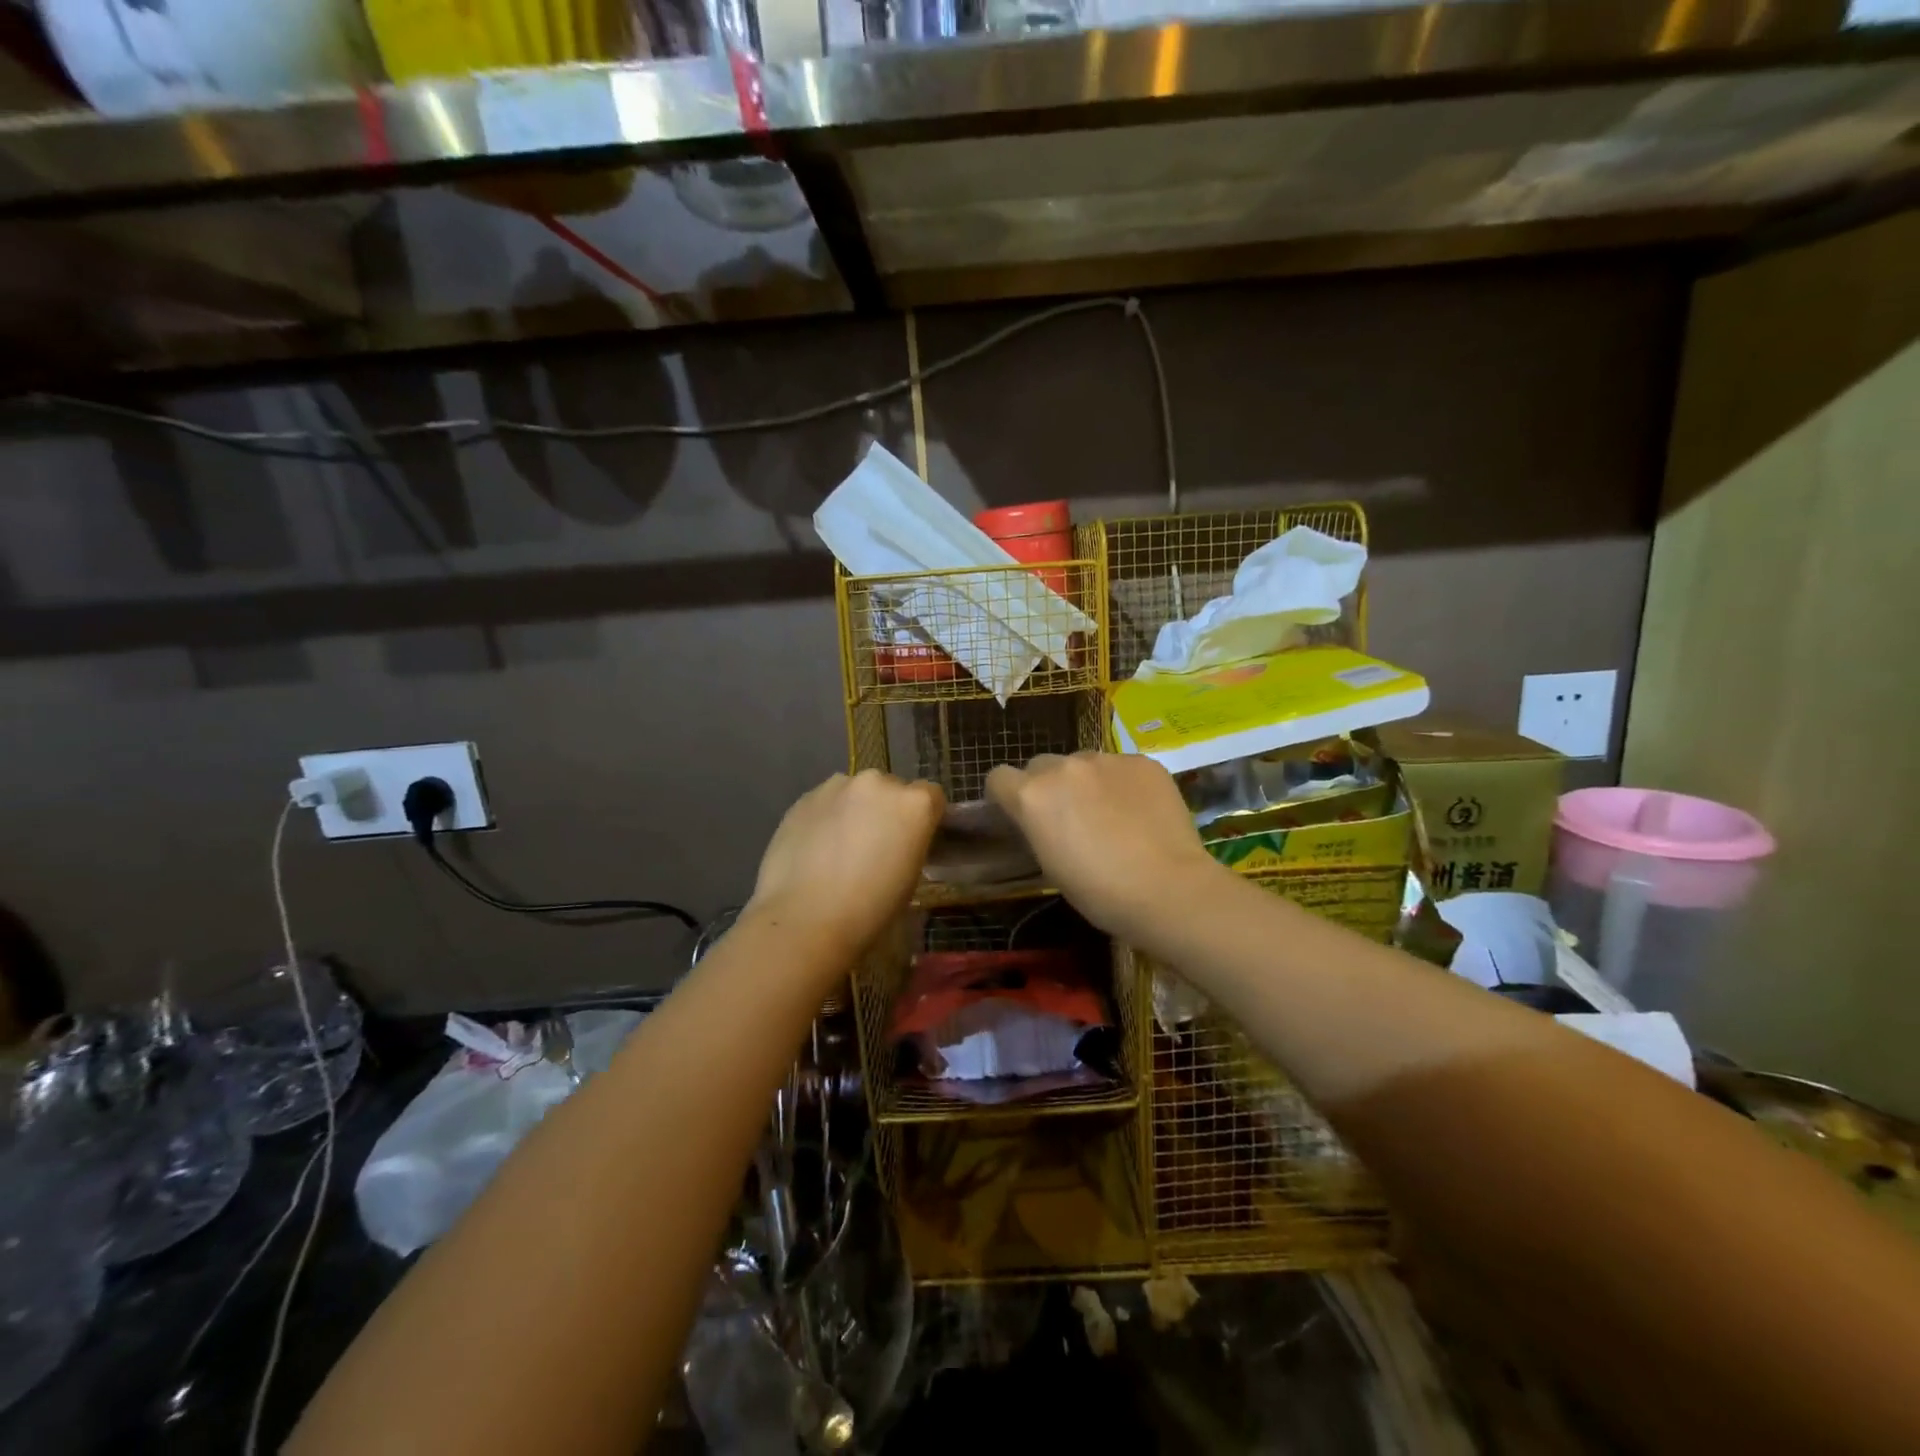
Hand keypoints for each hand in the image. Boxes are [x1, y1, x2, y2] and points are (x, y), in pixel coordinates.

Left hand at [745, 770, 945, 958]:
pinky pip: (826, 802)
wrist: (805, 919)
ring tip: (840, 848)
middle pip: (891, 789)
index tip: (914, 840)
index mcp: (914, 804)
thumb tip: (901, 842)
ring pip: (855, 792)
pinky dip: (826, 818)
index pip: (932, 796)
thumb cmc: (870, 910)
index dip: (924, 818)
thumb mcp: (910, 879)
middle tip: (875, 846)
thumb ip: (911, 846)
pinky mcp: (804, 798)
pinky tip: (815, 850)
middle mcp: (878, 783)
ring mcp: (837, 786)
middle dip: (887, 811)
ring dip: (855, 811)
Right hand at [986, 752, 1221, 940]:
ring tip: (1111, 814)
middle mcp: (1064, 767)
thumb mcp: (1050, 865)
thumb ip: (1037, 828)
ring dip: (1086, 782)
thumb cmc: (1099, 892)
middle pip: (1041, 766)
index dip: (1005, 795)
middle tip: (1068, 817)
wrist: (1168, 889)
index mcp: (1032, 796)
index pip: (999, 778)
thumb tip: (1042, 820)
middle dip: (1047, 786)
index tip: (1018, 814)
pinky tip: (1140, 812)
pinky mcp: (1142, 761)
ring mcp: (1106, 759)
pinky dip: (1123, 784)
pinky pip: (1121, 766)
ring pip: (1083, 762)